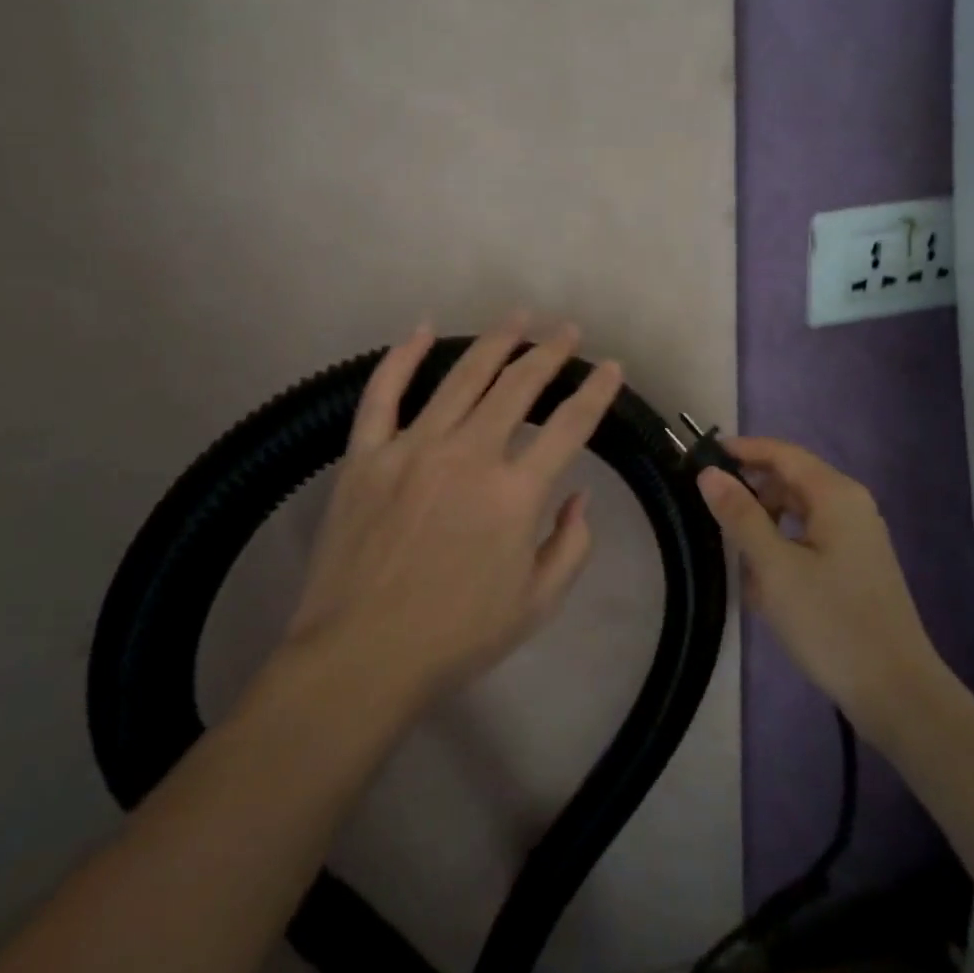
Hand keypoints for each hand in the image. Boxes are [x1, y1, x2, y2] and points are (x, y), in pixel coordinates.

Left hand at [281, 312, 624, 713]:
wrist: (361, 656)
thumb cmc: (456, 637)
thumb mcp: (536, 604)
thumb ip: (570, 545)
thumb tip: (579, 496)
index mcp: (515, 494)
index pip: (570, 426)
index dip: (596, 392)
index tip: (612, 368)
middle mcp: (468, 455)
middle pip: (518, 386)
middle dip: (550, 352)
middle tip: (567, 331)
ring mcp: (412, 448)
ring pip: (461, 377)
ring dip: (495, 341)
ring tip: (518, 316)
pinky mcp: (365, 454)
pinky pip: (383, 393)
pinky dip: (402, 357)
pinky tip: (421, 329)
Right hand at [695, 438, 942, 729]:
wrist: (895, 691)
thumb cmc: (830, 621)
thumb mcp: (773, 567)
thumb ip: (740, 515)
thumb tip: (709, 473)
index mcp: (835, 495)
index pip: (782, 453)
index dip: (741, 450)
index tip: (701, 457)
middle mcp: (850, 505)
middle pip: (790, 480)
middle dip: (751, 493)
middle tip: (710, 512)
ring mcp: (856, 536)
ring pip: (797, 513)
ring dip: (764, 526)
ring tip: (736, 555)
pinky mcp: (855, 565)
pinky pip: (809, 539)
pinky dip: (782, 549)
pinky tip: (763, 582)